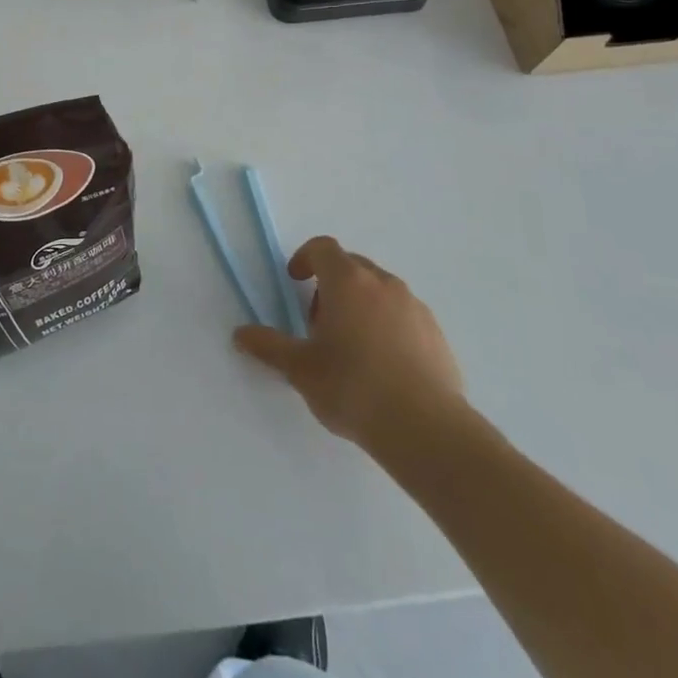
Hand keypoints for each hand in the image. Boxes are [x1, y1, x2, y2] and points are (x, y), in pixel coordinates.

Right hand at [234, 237, 469, 462]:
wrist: (426, 429)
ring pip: (379, 291)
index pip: (323, 248)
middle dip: (330, 285)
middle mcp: (383, 284)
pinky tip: (383, 365)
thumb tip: (240, 335)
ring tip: (351, 347)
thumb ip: (269, 346)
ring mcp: (414, 307)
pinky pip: (403, 315)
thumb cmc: (353, 388)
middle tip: (318, 322)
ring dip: (360, 304)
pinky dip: (387, 325)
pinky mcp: (436, 333)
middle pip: (351, 266)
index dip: (304, 258)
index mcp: (347, 282)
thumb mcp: (300, 369)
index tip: (294, 281)